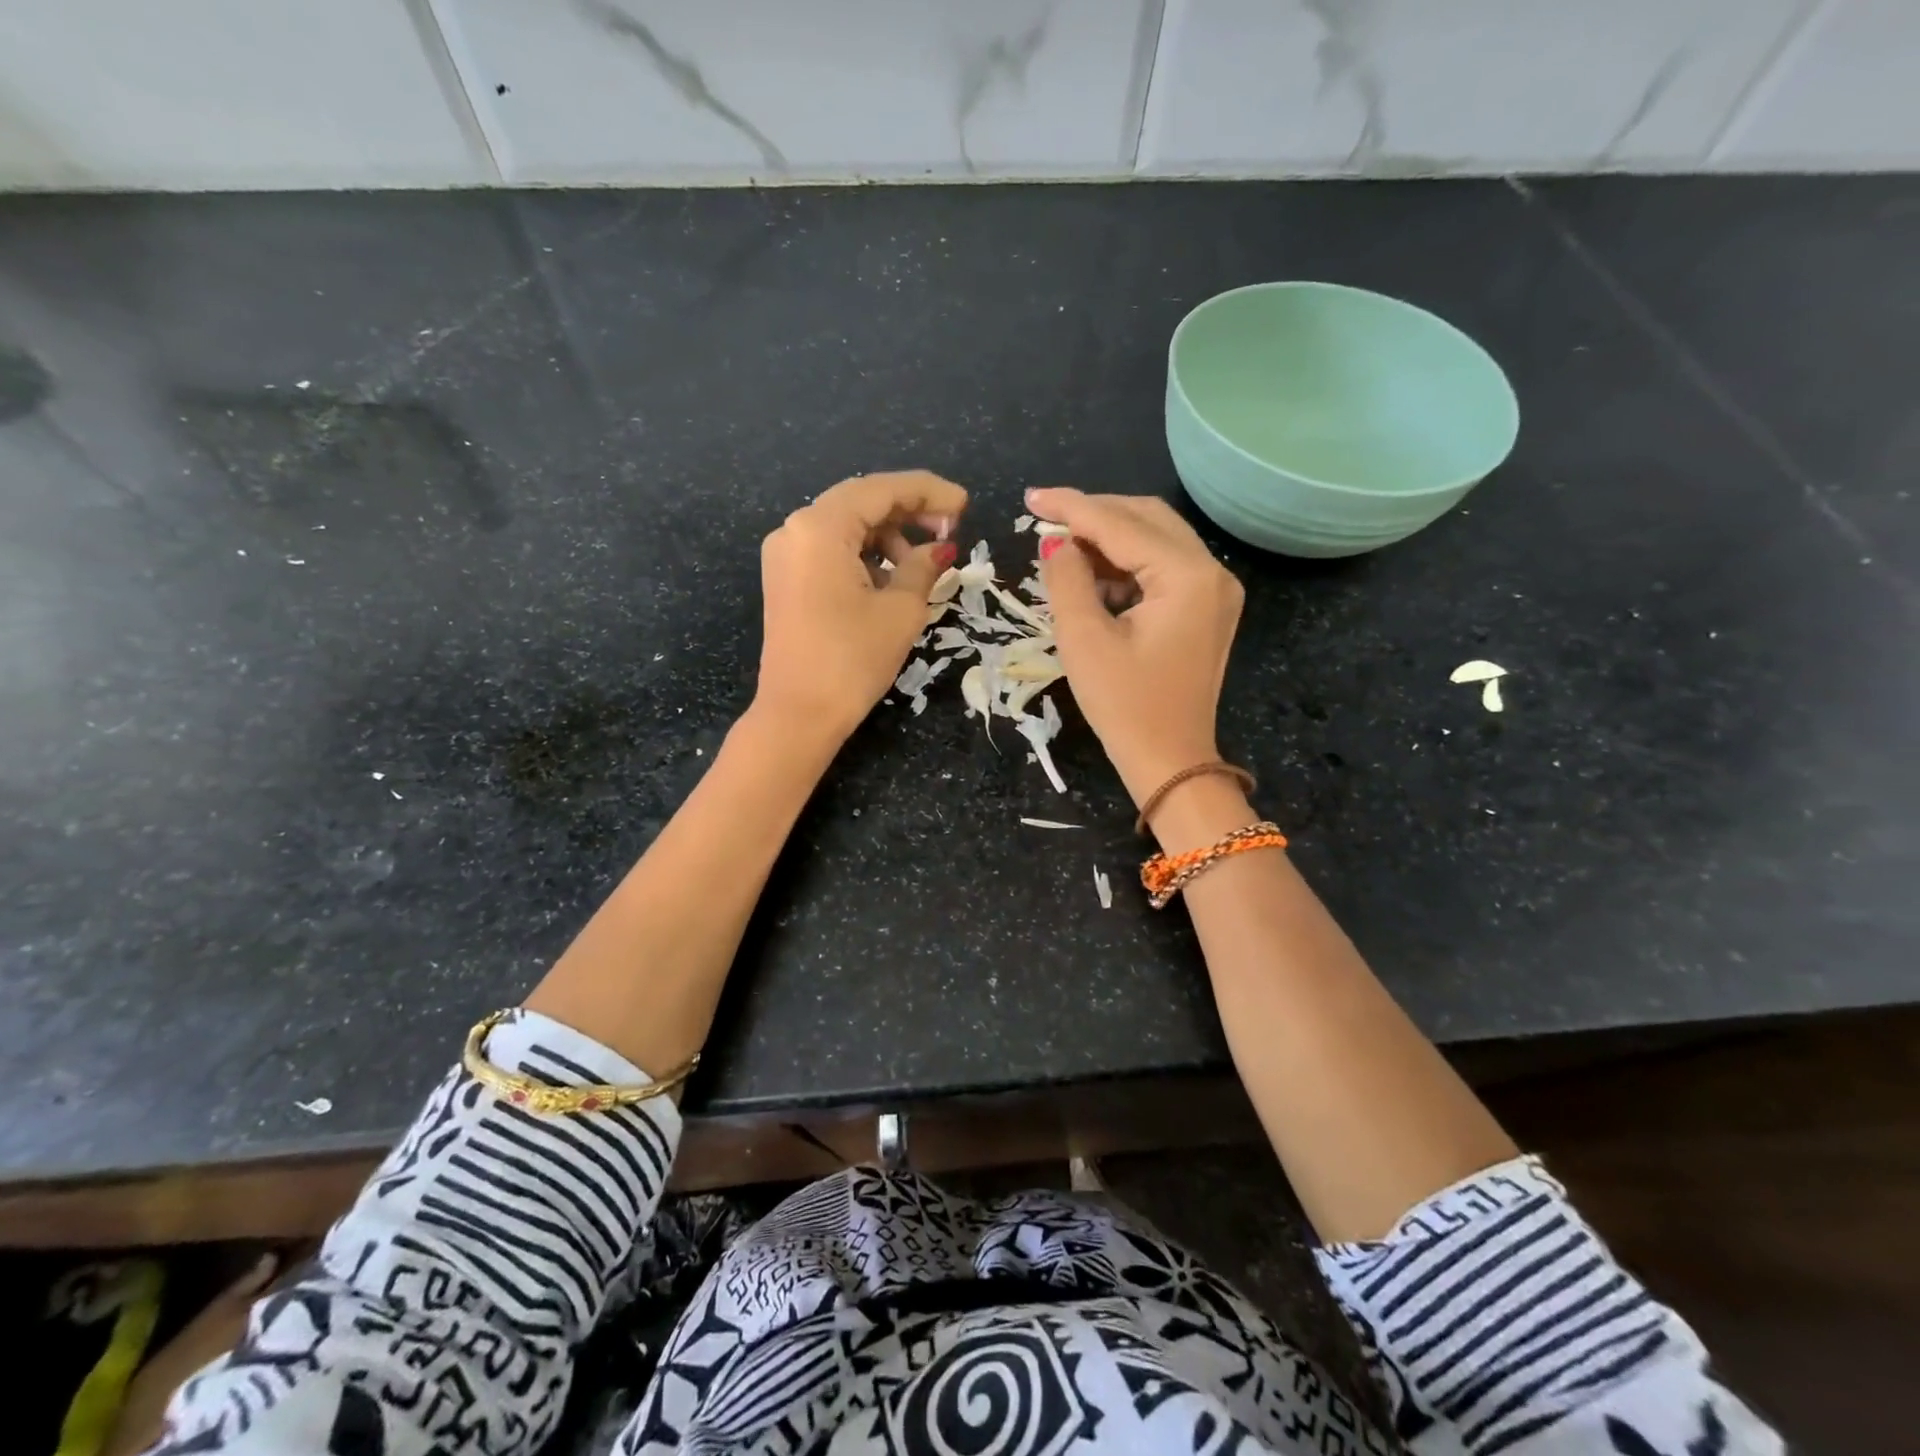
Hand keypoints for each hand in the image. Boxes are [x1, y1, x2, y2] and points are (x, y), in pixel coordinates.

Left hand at [755, 470, 966, 741]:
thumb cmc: (853, 659)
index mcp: (820, 527)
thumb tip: (940, 548)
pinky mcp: (785, 580)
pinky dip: (864, 555)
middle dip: (908, 511)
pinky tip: (892, 577)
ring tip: (923, 563)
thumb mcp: (901, 610)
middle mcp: (795, 529)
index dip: (928, 492)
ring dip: (887, 536)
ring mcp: (785, 555)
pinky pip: (831, 551)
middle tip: (950, 528)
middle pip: (860, 502)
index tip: (964, 505)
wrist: (799, 714)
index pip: (881, 490)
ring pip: (845, 527)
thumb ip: (923, 567)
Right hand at [1029, 487, 1243, 804]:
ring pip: (1156, 540)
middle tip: (1044, 520)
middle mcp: (1212, 572)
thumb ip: (1067, 579)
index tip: (1031, 497)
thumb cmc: (1125, 707)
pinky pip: (1163, 568)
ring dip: (1109, 539)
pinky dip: (1127, 565)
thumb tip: (1055, 542)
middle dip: (1094, 515)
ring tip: (1062, 551)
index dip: (1072, 507)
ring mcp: (1215, 591)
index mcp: (1187, 576)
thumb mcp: (1084, 641)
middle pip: (1147, 518)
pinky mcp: (1206, 609)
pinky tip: (1092, 577)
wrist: (1171, 763)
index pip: (1122, 523)